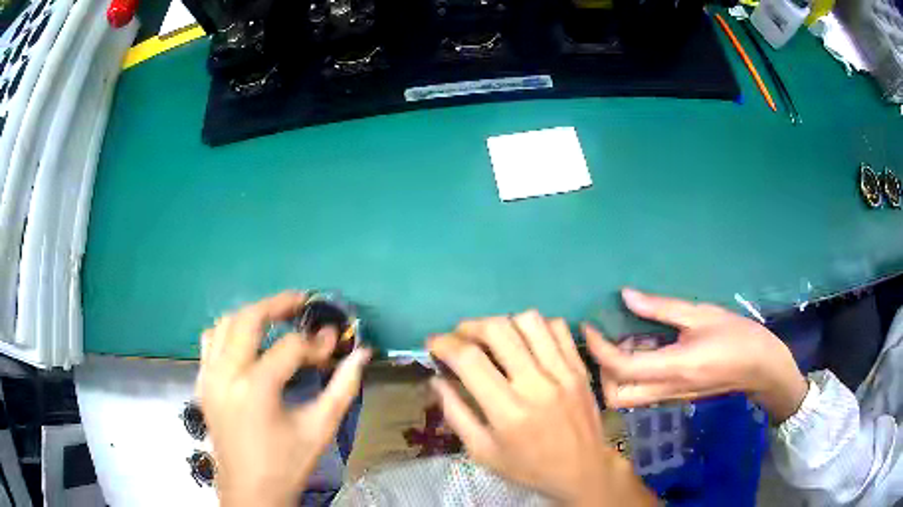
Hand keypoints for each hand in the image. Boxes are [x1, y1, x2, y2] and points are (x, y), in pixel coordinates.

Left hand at [197, 291, 370, 506]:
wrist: (250, 491)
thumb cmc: (287, 464)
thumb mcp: (320, 428)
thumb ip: (343, 388)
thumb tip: (362, 354)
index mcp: (256, 388)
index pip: (289, 348)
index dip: (315, 343)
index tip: (333, 343)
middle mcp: (226, 374)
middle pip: (248, 319)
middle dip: (277, 305)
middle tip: (300, 303)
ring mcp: (209, 376)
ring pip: (224, 324)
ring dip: (251, 315)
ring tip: (275, 317)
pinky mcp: (202, 383)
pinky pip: (210, 342)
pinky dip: (228, 332)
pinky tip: (246, 341)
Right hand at [428, 311, 656, 506]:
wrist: (583, 470)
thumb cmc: (528, 467)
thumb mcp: (482, 452)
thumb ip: (456, 414)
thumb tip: (436, 379)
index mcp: (508, 412)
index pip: (470, 359)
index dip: (444, 344)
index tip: (433, 344)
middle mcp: (537, 385)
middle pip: (498, 330)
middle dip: (469, 326)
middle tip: (460, 337)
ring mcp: (563, 372)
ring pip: (529, 321)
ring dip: (502, 322)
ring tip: (493, 338)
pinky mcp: (580, 367)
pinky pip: (558, 328)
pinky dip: (535, 326)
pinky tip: (525, 341)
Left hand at [586, 288, 807, 422]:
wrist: (761, 368)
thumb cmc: (737, 336)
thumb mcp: (701, 314)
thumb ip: (662, 309)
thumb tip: (626, 295)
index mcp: (673, 368)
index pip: (621, 367)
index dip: (599, 348)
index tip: (588, 325)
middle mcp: (665, 390)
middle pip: (615, 395)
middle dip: (601, 370)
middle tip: (606, 337)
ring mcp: (669, 398)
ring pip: (626, 397)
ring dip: (616, 372)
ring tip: (625, 336)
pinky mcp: (674, 397)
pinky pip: (642, 392)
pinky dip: (633, 373)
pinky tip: (645, 345)